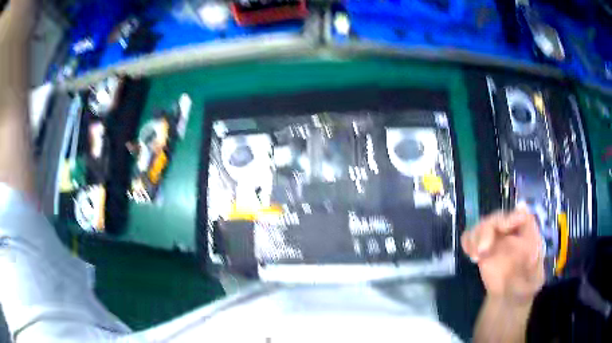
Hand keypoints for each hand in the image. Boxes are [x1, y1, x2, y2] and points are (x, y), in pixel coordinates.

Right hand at [461, 208, 544, 302]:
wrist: (509, 298)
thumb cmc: (526, 287)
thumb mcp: (534, 281)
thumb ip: (533, 269)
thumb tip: (531, 253)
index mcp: (529, 234)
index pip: (522, 217)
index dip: (513, 217)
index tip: (504, 228)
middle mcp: (512, 232)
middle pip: (499, 218)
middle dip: (488, 230)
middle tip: (481, 251)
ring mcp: (496, 239)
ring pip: (483, 225)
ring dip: (476, 237)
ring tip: (475, 257)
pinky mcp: (483, 248)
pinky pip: (472, 236)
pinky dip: (468, 240)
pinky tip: (469, 253)